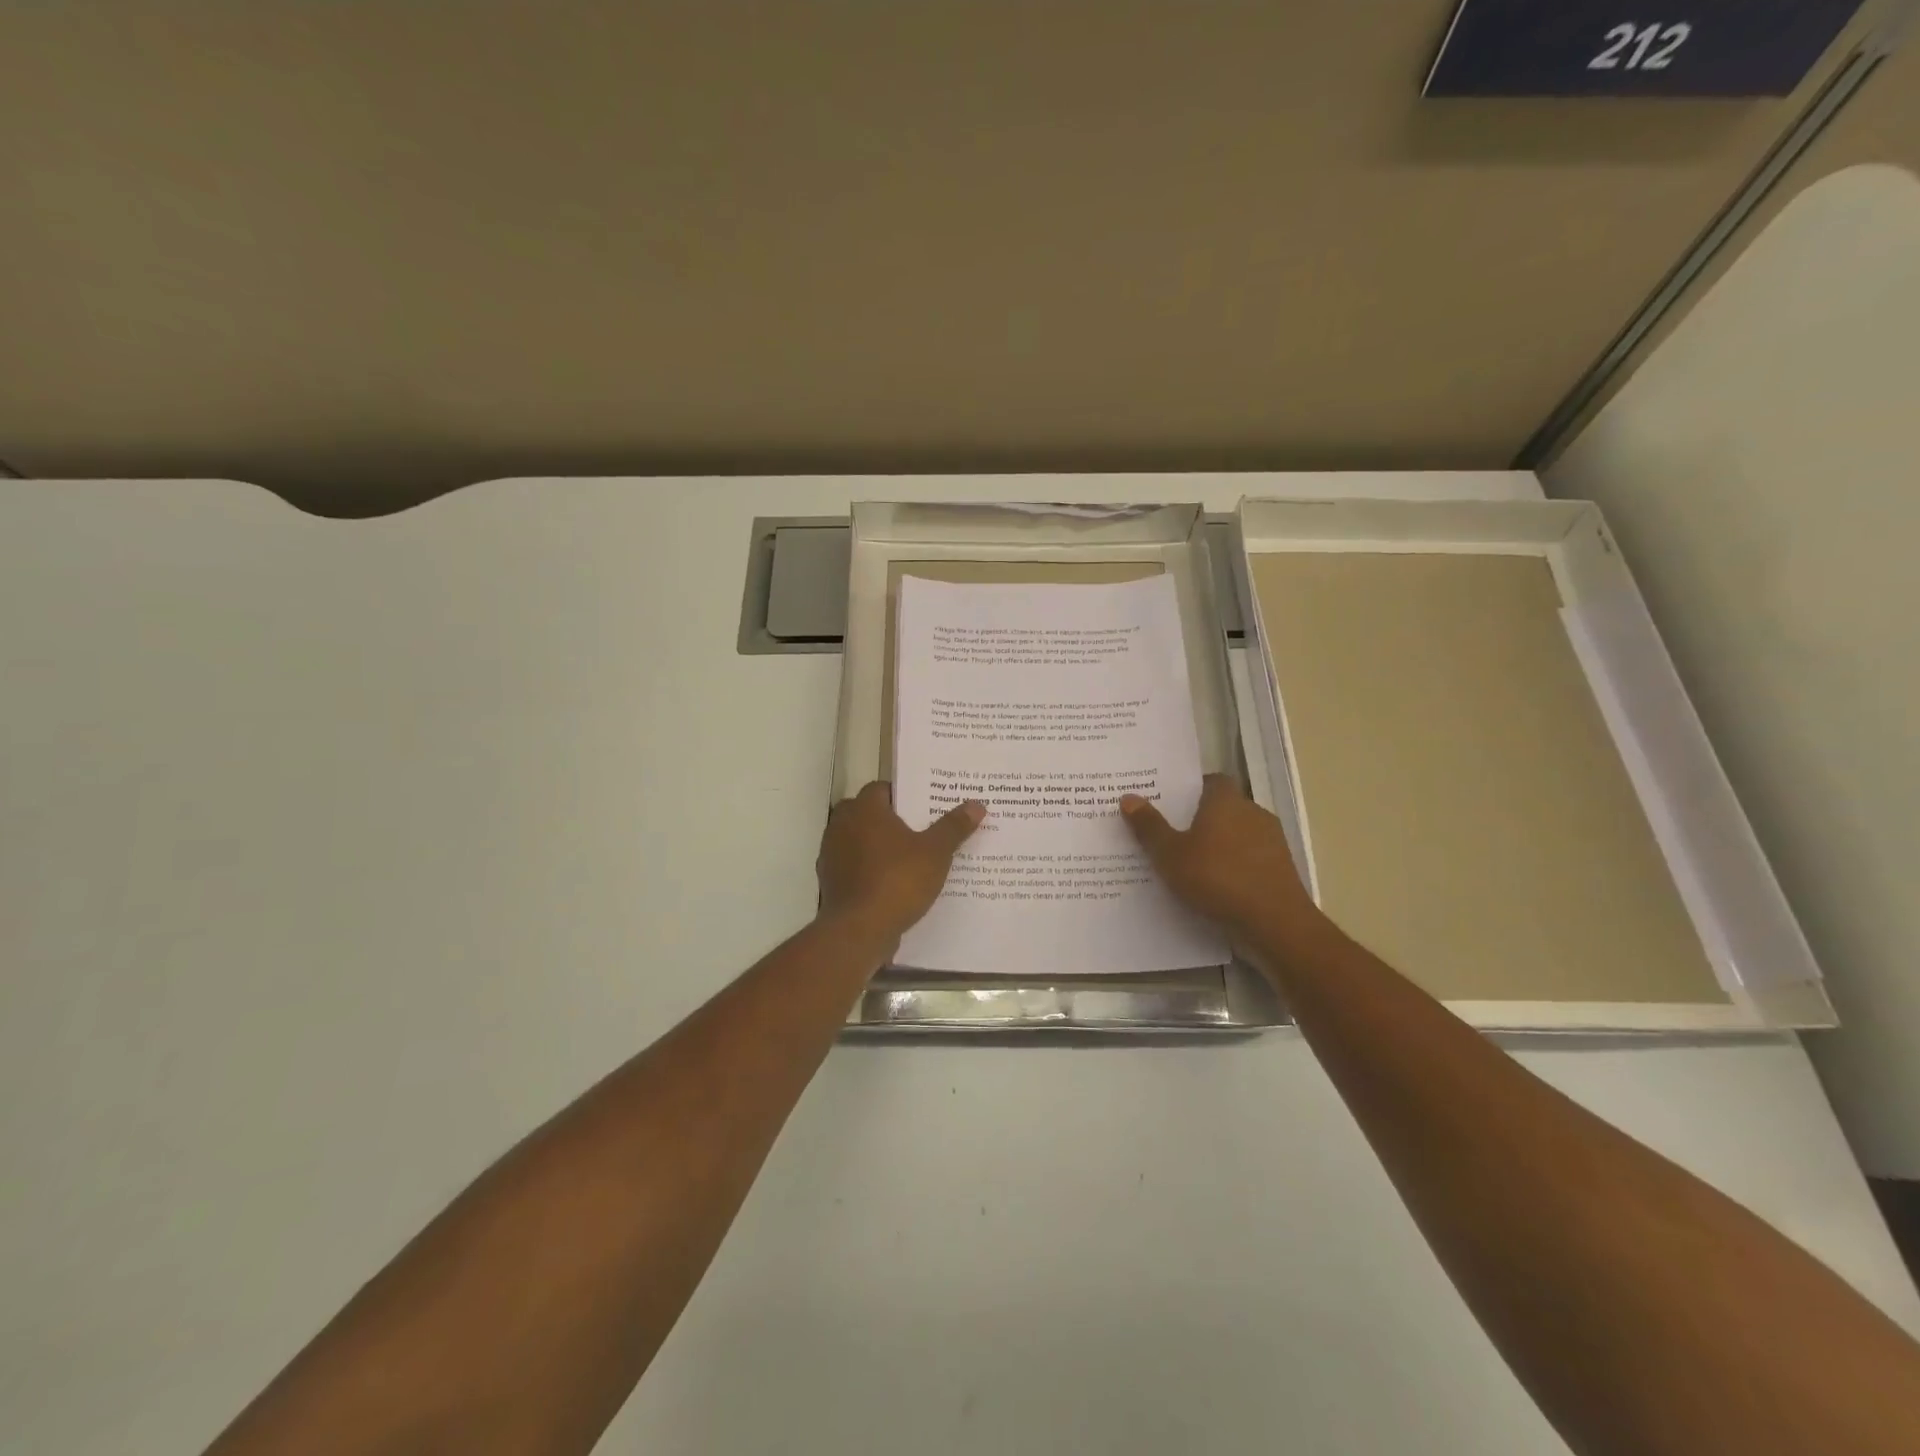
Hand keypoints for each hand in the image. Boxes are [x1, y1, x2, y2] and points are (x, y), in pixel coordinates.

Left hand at [817, 782, 986, 945]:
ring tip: (909, 858)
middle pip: (868, 813)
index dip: (904, 795)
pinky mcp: (829, 881)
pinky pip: (853, 866)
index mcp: (864, 809)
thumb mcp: (936, 853)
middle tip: (921, 831)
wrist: (859, 930)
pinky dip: (868, 869)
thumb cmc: (898, 880)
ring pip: (858, 840)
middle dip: (891, 820)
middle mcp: (842, 824)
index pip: (882, 788)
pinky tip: (891, 883)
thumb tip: (977, 804)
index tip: (925, 807)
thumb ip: (954, 827)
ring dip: (878, 846)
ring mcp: (831, 853)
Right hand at [1120, 775, 1319, 939]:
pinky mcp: (1281, 870)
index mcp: (1227, 801)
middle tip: (1171, 835)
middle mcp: (1253, 813)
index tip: (1170, 804)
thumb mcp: (1170, 854)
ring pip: (1238, 835)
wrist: (1275, 924)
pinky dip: (1233, 867)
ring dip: (1218, 846)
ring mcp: (1272, 842)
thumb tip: (1128, 797)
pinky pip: (1249, 860)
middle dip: (1200, 819)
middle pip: (1224, 808)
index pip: (1211, 781)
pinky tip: (1214, 887)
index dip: (1191, 789)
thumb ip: (1150, 826)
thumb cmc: (1217, 879)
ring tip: (1189, 864)